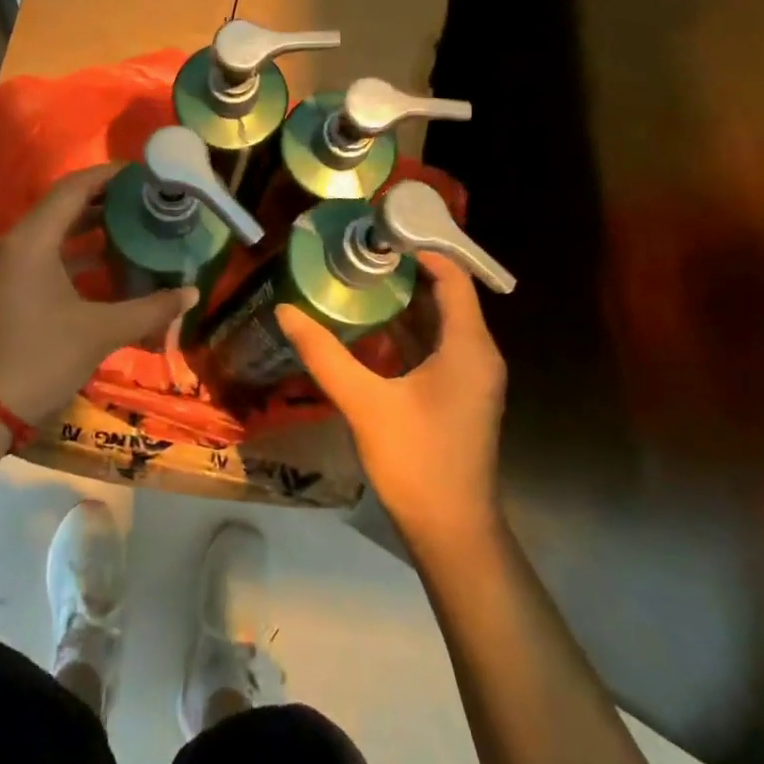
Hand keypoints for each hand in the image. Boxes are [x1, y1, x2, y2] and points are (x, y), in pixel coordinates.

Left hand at [0, 165, 196, 423]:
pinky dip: (75, 254)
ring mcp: (6, 266)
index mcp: (32, 241)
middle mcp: (14, 243)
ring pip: (53, 232)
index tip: (142, 173)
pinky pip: (44, 255)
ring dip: (90, 228)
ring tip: (134, 225)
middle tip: (145, 199)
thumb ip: (150, 309)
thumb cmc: (42, 358)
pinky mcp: (6, 287)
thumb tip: (192, 293)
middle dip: (104, 201)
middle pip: (62, 207)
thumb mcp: (101, 331)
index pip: (72, 189)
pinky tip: (108, 264)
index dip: (108, 176)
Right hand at [276, 253, 505, 541]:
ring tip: (359, 280)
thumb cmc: (415, 460)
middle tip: (359, 253)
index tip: (380, 234)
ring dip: (405, 302)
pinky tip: (370, 328)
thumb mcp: (363, 402)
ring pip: (440, 324)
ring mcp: (470, 377)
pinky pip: (436, 347)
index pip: (453, 278)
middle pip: (447, 297)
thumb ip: (324, 354)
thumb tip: (285, 311)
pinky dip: (408, 331)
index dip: (422, 250)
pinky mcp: (458, 395)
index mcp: (468, 348)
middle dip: (406, 273)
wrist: (450, 529)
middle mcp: (477, 355)